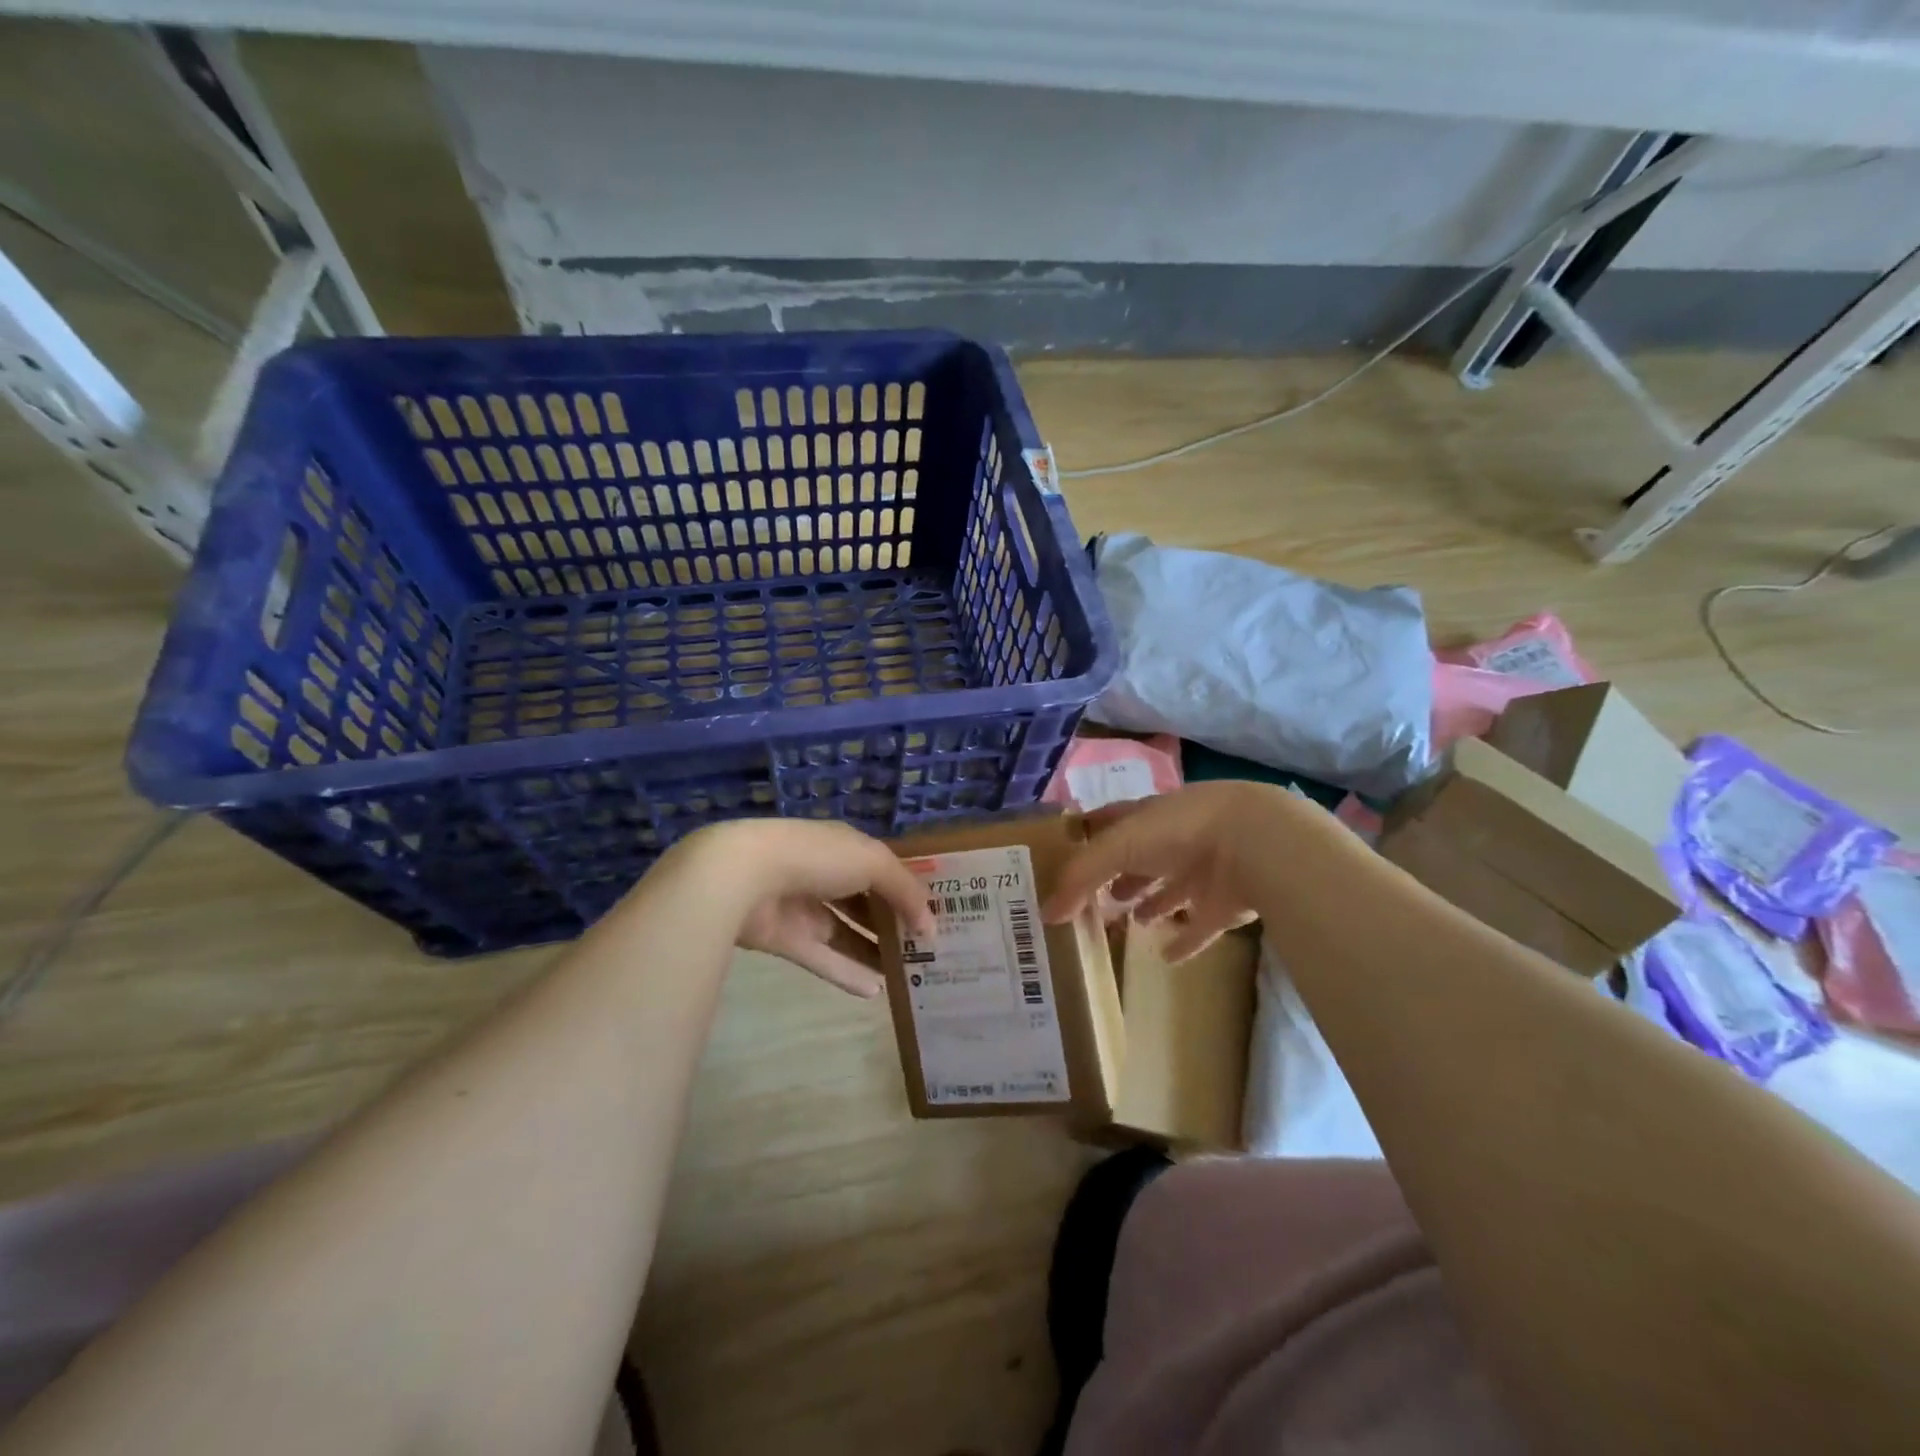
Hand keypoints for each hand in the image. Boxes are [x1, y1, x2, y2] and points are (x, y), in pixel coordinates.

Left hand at [676, 819, 932, 997]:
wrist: (744, 876)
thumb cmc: (817, 858)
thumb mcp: (873, 863)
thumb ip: (905, 891)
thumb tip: (930, 925)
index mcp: (845, 848)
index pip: (883, 869)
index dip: (908, 891)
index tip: (935, 918)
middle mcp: (825, 874)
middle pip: (865, 902)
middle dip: (893, 923)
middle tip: (926, 952)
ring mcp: (803, 907)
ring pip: (845, 933)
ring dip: (874, 951)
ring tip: (907, 975)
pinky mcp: (785, 939)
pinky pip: (823, 958)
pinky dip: (847, 973)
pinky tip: (876, 992)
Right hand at [1043, 782, 1308, 959]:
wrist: (1255, 843)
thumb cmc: (1178, 832)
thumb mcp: (1117, 847)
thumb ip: (1080, 878)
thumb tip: (1045, 913)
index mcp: (1147, 816)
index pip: (1111, 821)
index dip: (1090, 833)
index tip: (1068, 850)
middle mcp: (1173, 840)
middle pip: (1140, 858)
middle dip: (1120, 875)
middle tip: (1094, 900)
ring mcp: (1203, 870)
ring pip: (1171, 888)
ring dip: (1151, 903)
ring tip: (1130, 921)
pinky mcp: (1226, 902)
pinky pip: (1201, 926)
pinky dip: (1185, 940)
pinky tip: (1167, 956)